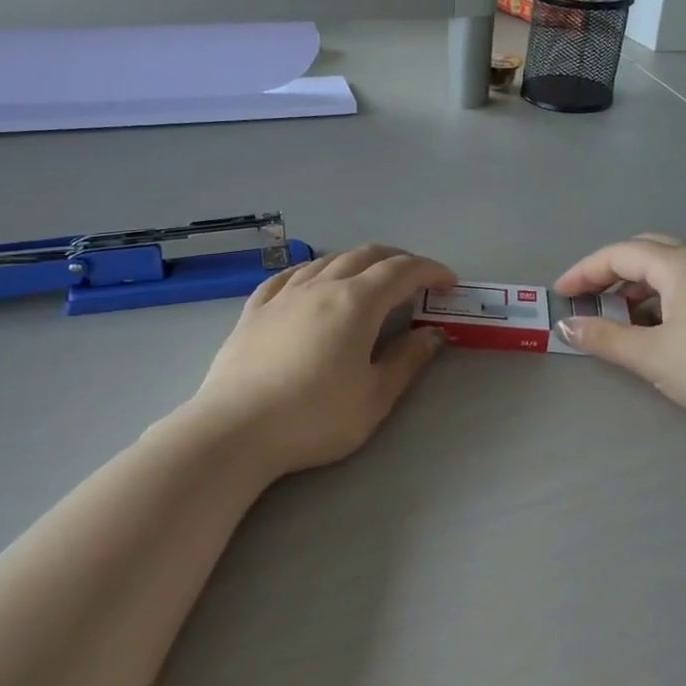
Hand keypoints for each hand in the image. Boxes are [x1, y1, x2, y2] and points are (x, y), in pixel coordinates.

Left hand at [187, 245, 455, 480]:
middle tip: (417, 279)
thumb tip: (432, 334)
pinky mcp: (255, 309)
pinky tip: (312, 281)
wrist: (235, 429)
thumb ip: (407, 360)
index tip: (449, 284)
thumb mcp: (375, 397)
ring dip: (358, 262)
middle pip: (366, 255)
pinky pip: (289, 275)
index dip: (431, 271)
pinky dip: (314, 270)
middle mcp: (321, 285)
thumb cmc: (314, 417)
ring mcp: (284, 294)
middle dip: (399, 260)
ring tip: (370, 278)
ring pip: (328, 260)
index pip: (403, 271)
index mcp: (357, 302)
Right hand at [554, 235, 685, 432]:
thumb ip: (606, 339)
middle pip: (644, 251)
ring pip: (667, 270)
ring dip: (635, 287)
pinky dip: (658, 300)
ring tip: (617, 317)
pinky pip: (685, 287)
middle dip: (610, 271)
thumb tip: (566, 326)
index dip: (584, 271)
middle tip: (588, 297)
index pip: (619, 253)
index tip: (559, 294)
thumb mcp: (653, 356)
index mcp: (679, 264)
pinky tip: (655, 330)